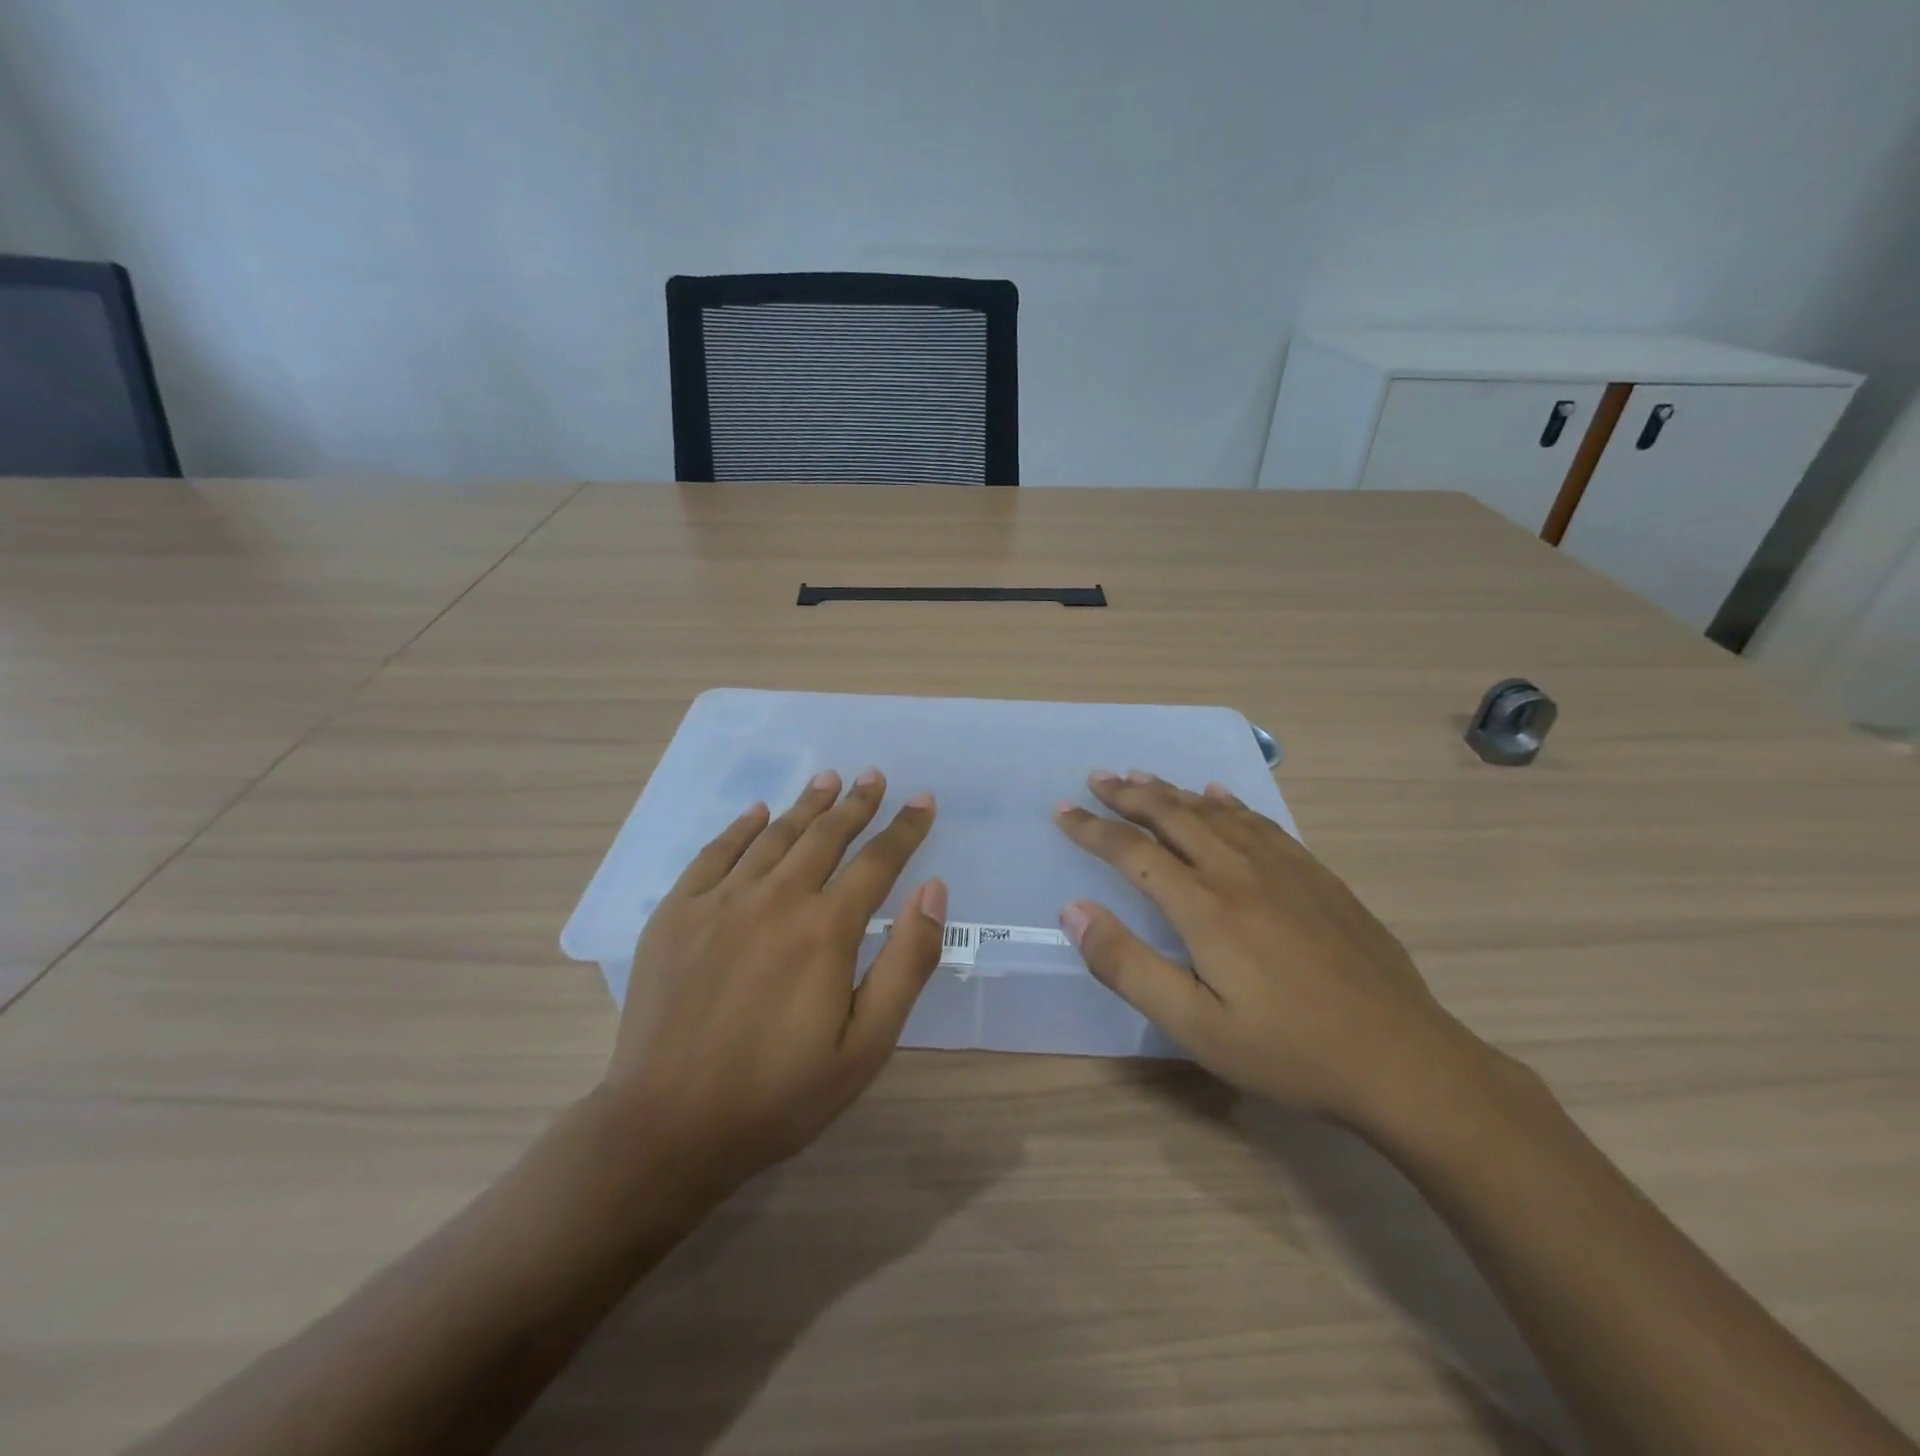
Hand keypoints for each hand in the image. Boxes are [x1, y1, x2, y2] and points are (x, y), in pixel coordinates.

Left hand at [604, 769, 945, 1195]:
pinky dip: (741, 827)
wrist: (667, 1127)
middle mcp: (775, 898)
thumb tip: (933, 889)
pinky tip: (757, 813)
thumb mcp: (866, 1045)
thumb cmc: (778, 1094)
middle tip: (874, 776)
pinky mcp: (676, 912)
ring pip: (774, 835)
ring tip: (828, 779)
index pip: (877, 861)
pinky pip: (715, 852)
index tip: (923, 800)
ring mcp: (720, 901)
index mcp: (826, 929)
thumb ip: (907, 962)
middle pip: (826, 835)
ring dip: (806, 804)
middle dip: (856, 803)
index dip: (905, 828)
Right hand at [1054, 771, 1483, 1131]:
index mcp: (1205, 908)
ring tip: (1142, 777)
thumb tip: (1074, 910)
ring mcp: (1285, 870)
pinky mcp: (1318, 877)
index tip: (1062, 811)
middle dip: (1129, 795)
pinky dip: (1230, 803)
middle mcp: (1239, 873)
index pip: (1133, 852)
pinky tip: (1219, 795)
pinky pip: (1262, 823)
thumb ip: (1127, 966)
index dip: (1092, 829)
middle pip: (1173, 817)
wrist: (1403, 1060)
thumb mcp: (1195, 1026)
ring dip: (1173, 792)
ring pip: (1215, 813)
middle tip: (1098, 776)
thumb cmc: (1289, 1051)